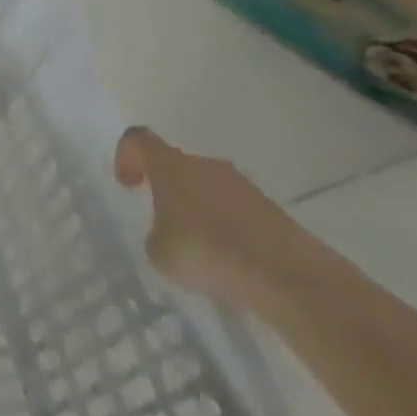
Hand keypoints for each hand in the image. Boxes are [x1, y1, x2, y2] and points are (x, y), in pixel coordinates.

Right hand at [113, 127, 311, 309]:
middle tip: (163, 224)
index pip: (139, 138)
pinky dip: (227, 228)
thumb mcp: (159, 252)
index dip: (126, 155)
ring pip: (208, 188)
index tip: (129, 186)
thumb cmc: (209, 252)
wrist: (290, 277)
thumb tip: (167, 234)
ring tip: (199, 249)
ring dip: (198, 210)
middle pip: (177, 165)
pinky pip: (236, 211)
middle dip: (166, 190)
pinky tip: (229, 261)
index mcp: (172, 166)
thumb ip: (155, 235)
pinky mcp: (272, 211)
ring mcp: (244, 186)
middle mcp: (206, 166)